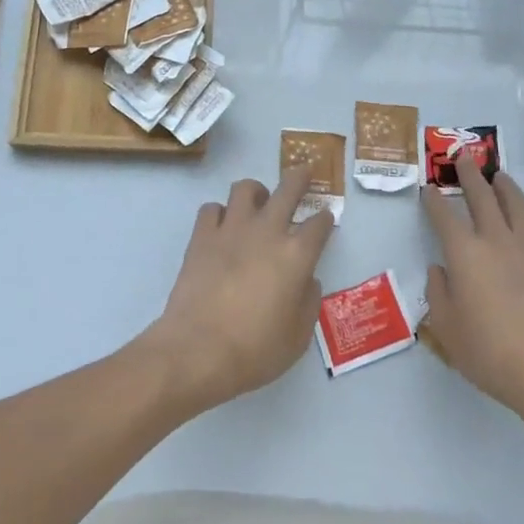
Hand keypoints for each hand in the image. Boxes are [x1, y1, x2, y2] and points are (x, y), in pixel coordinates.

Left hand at [140, 168, 336, 413]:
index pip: (319, 224)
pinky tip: (221, 227)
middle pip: (288, 188)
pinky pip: (212, 208)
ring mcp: (232, 229)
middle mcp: (267, 231)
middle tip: (303, 173)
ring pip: (246, 188)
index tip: (326, 218)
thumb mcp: (298, 337)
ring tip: (257, 202)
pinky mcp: (202, 235)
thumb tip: (307, 280)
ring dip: (256, 191)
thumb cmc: (255, 351)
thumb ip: (308, 303)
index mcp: (297, 255)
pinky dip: (219, 213)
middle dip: (300, 177)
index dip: (325, 219)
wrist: (198, 350)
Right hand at [421, 166, 523, 427]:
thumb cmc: (490, 352)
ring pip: (517, 204)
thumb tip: (441, 270)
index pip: (443, 215)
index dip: (433, 200)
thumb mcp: (446, 328)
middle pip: (481, 196)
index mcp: (464, 252)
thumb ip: (438, 292)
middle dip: (469, 174)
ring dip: (505, 186)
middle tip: (464, 157)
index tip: (428, 189)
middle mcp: (496, 239)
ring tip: (500, 176)